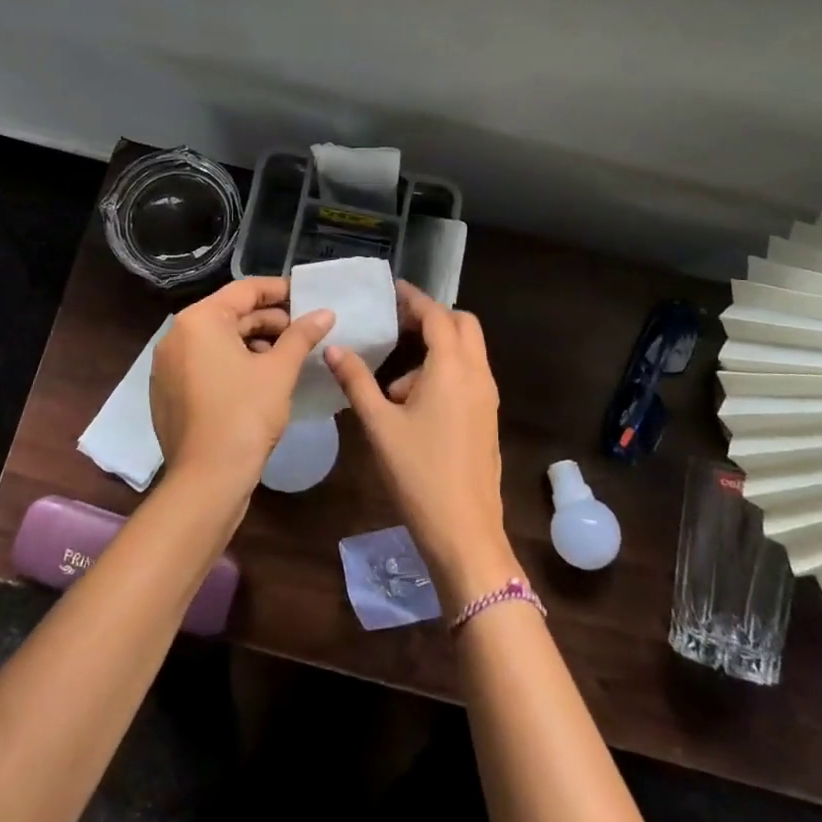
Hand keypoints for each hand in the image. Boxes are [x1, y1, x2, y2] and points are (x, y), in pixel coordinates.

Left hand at [150, 278, 333, 494]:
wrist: (206, 480)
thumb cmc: (245, 414)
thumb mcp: (280, 370)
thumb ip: (302, 335)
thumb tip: (325, 312)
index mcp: (199, 321)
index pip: (245, 290)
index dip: (279, 291)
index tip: (307, 297)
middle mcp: (176, 336)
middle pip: (230, 315)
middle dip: (269, 321)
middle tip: (304, 331)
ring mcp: (167, 367)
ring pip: (217, 342)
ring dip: (253, 343)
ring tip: (288, 356)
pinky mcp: (168, 393)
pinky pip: (205, 365)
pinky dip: (232, 364)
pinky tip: (261, 379)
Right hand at [325, 283, 518, 606]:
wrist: (465, 532)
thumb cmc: (419, 474)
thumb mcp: (380, 425)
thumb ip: (357, 382)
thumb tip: (334, 348)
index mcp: (452, 368)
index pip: (437, 316)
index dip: (415, 299)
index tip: (394, 290)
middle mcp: (477, 375)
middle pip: (463, 326)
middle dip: (433, 318)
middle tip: (398, 325)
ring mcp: (487, 398)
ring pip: (467, 353)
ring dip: (437, 350)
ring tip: (394, 383)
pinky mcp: (487, 419)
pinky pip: (469, 377)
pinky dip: (445, 373)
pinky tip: (413, 405)